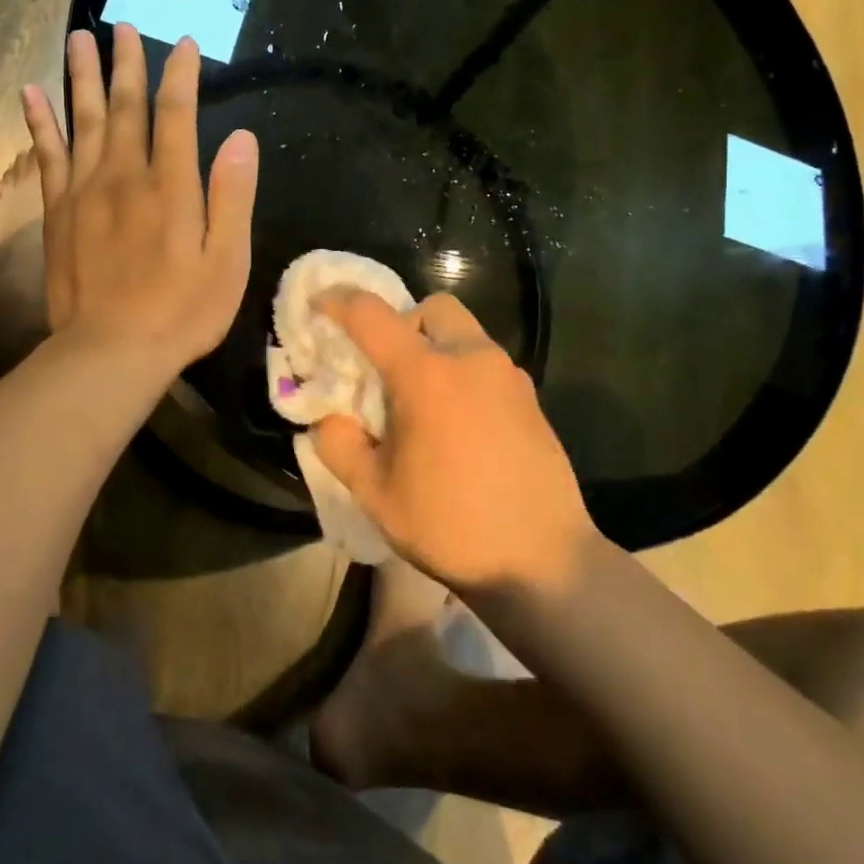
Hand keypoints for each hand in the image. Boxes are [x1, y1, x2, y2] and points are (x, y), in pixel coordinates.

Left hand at [21, 24, 257, 370]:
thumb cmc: (181, 311)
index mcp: (171, 185)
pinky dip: (39, 121)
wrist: (111, 351)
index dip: (180, 75)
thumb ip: (233, 197)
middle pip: (126, 106)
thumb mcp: (228, 261)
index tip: (183, 44)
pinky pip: (46, 154)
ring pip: (83, 119)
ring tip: (80, 38)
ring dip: (82, 76)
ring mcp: (85, 190)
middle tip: (125, 27)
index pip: (177, 114)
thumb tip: (242, 139)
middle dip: (128, 63)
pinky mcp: (58, 211)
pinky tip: (31, 93)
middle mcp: (125, 175)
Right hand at [313, 292, 597, 595]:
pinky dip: (462, 372)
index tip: (319, 306)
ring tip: (422, 401)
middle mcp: (470, 358)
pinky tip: (458, 424)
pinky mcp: (531, 398)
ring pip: (464, 333)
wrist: (543, 562)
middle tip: (387, 368)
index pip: (371, 314)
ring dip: (435, 347)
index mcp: (425, 374)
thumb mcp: (375, 493)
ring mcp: (508, 376)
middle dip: (402, 322)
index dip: (338, 301)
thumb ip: (339, 445)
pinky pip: (487, 363)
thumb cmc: (450, 524)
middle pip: (432, 308)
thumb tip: (329, 419)